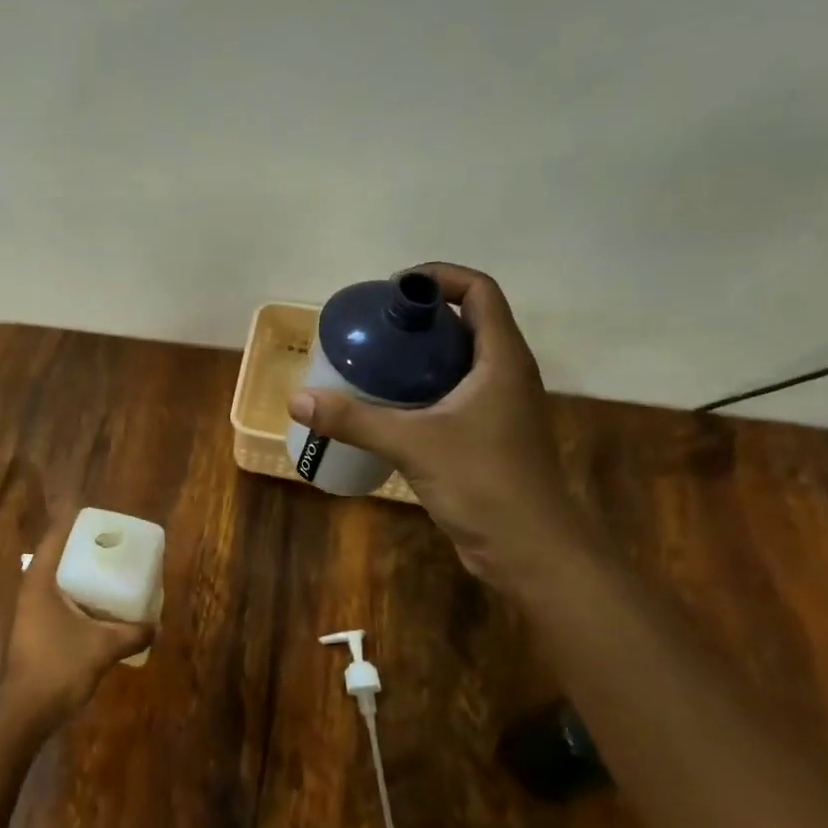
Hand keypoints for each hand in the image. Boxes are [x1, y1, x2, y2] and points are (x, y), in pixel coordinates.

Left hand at [0, 514, 154, 732]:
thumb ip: (132, 633)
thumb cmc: (58, 668)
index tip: (101, 516)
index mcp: (40, 581)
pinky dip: (81, 599)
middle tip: (116, 544)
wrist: (24, 713)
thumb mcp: (103, 647)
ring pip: (60, 582)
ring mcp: (31, 612)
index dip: (75, 522)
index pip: (56, 537)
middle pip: (58, 557)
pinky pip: (61, 603)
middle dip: (85, 549)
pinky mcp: (36, 632)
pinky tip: (103, 609)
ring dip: (84, 576)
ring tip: (114, 572)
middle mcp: (32, 590)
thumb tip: (156, 625)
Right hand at [288, 263, 593, 584]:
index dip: (441, 277)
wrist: (529, 549)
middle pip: (466, 324)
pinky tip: (387, 408)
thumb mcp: (414, 444)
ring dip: (420, 357)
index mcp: (502, 359)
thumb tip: (298, 399)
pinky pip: (453, 397)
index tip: (394, 289)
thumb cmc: (484, 482)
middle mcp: (506, 375)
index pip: (479, 292)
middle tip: (372, 327)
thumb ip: (356, 419)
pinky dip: (422, 391)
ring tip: (372, 362)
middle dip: (421, 318)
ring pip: (458, 363)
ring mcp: (499, 408)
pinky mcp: (487, 437)